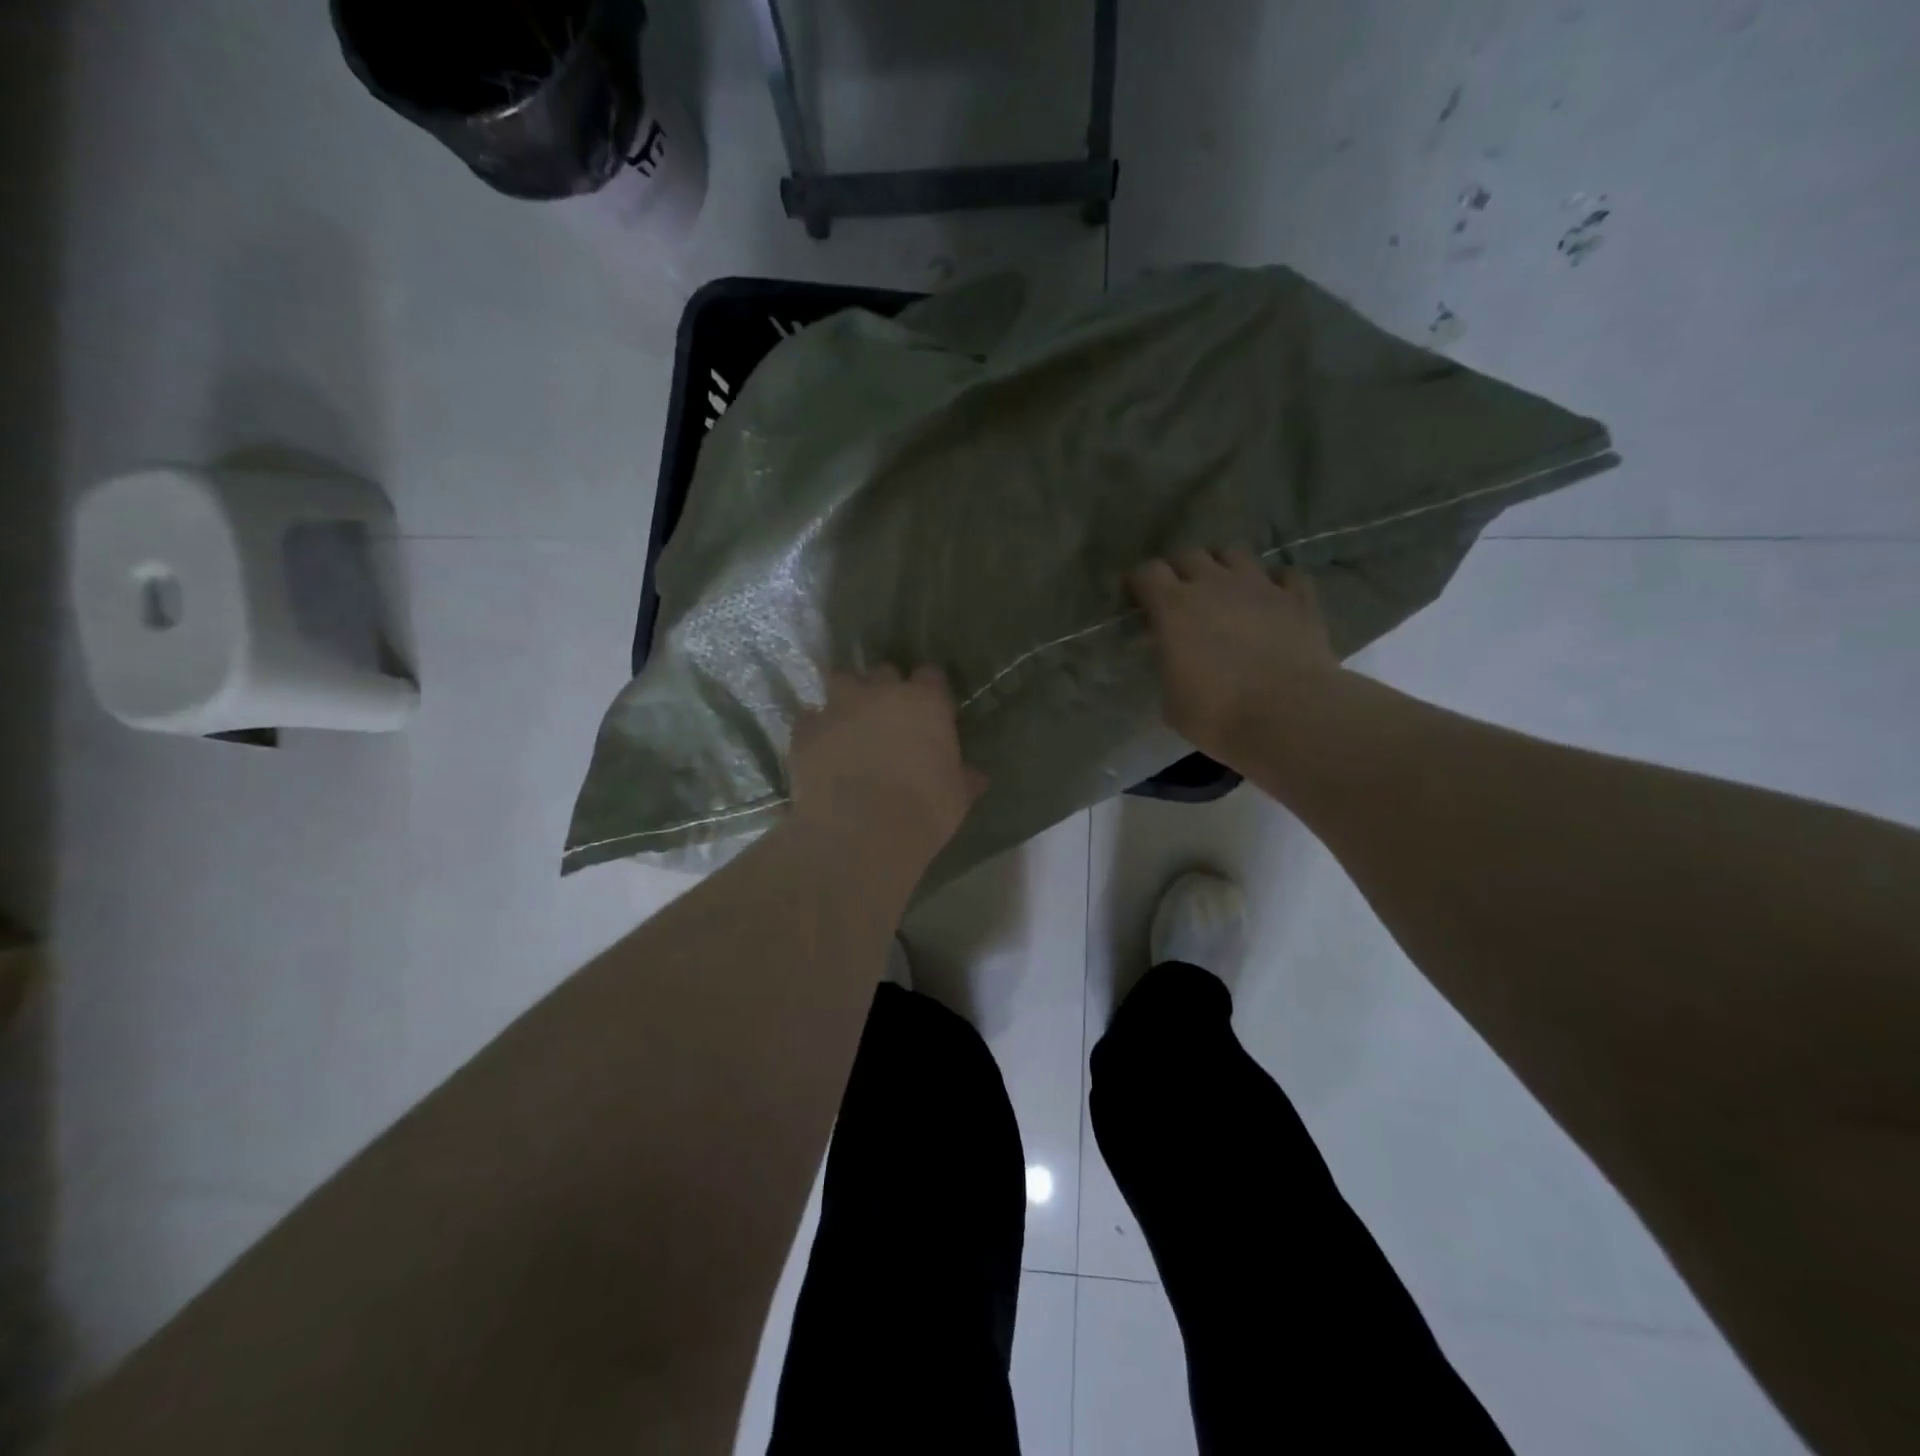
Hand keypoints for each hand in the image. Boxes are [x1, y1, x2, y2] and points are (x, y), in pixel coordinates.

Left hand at [789, 667, 985, 862]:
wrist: (860, 835)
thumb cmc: (923, 813)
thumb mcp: (957, 797)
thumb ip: (965, 777)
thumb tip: (977, 775)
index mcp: (925, 702)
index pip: (931, 676)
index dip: (930, 693)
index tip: (931, 714)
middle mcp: (881, 693)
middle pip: (884, 673)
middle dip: (885, 690)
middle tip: (888, 719)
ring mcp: (839, 707)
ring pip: (842, 682)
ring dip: (847, 698)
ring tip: (849, 725)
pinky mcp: (805, 729)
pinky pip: (810, 719)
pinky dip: (816, 730)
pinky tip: (821, 751)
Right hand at [1128, 547, 1339, 763]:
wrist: (1288, 716)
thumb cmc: (1217, 714)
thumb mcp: (1172, 699)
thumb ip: (1168, 667)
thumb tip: (1174, 661)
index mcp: (1174, 607)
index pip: (1147, 572)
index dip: (1140, 582)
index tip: (1138, 600)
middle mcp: (1214, 584)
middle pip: (1189, 553)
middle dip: (1180, 569)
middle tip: (1179, 594)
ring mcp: (1260, 586)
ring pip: (1235, 553)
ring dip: (1224, 566)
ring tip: (1224, 589)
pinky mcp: (1299, 598)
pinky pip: (1286, 575)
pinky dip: (1275, 583)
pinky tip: (1272, 599)